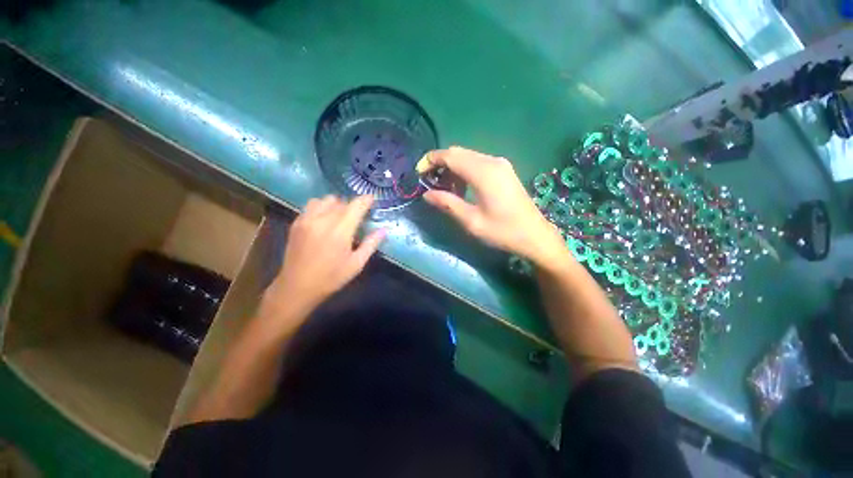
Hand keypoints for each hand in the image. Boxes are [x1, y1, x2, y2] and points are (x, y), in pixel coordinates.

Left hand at [258, 195, 384, 329]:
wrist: (297, 287)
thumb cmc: (331, 278)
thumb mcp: (356, 264)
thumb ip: (371, 244)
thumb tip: (384, 230)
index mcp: (340, 231)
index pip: (356, 206)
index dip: (366, 200)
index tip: (372, 199)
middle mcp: (323, 220)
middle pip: (341, 201)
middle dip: (352, 206)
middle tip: (357, 217)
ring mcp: (307, 220)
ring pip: (325, 200)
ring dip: (336, 204)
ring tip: (340, 216)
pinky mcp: (297, 223)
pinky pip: (311, 205)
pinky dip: (322, 207)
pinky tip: (324, 220)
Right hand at [418, 146, 565, 266]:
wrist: (534, 235)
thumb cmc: (502, 231)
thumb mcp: (471, 221)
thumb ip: (448, 204)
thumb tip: (427, 194)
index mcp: (483, 173)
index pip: (450, 156)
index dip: (431, 160)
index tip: (418, 172)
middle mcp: (492, 162)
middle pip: (458, 153)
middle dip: (440, 164)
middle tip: (429, 183)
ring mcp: (500, 164)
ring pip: (468, 157)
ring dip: (452, 168)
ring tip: (444, 189)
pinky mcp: (504, 171)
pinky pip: (478, 163)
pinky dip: (464, 171)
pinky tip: (462, 188)